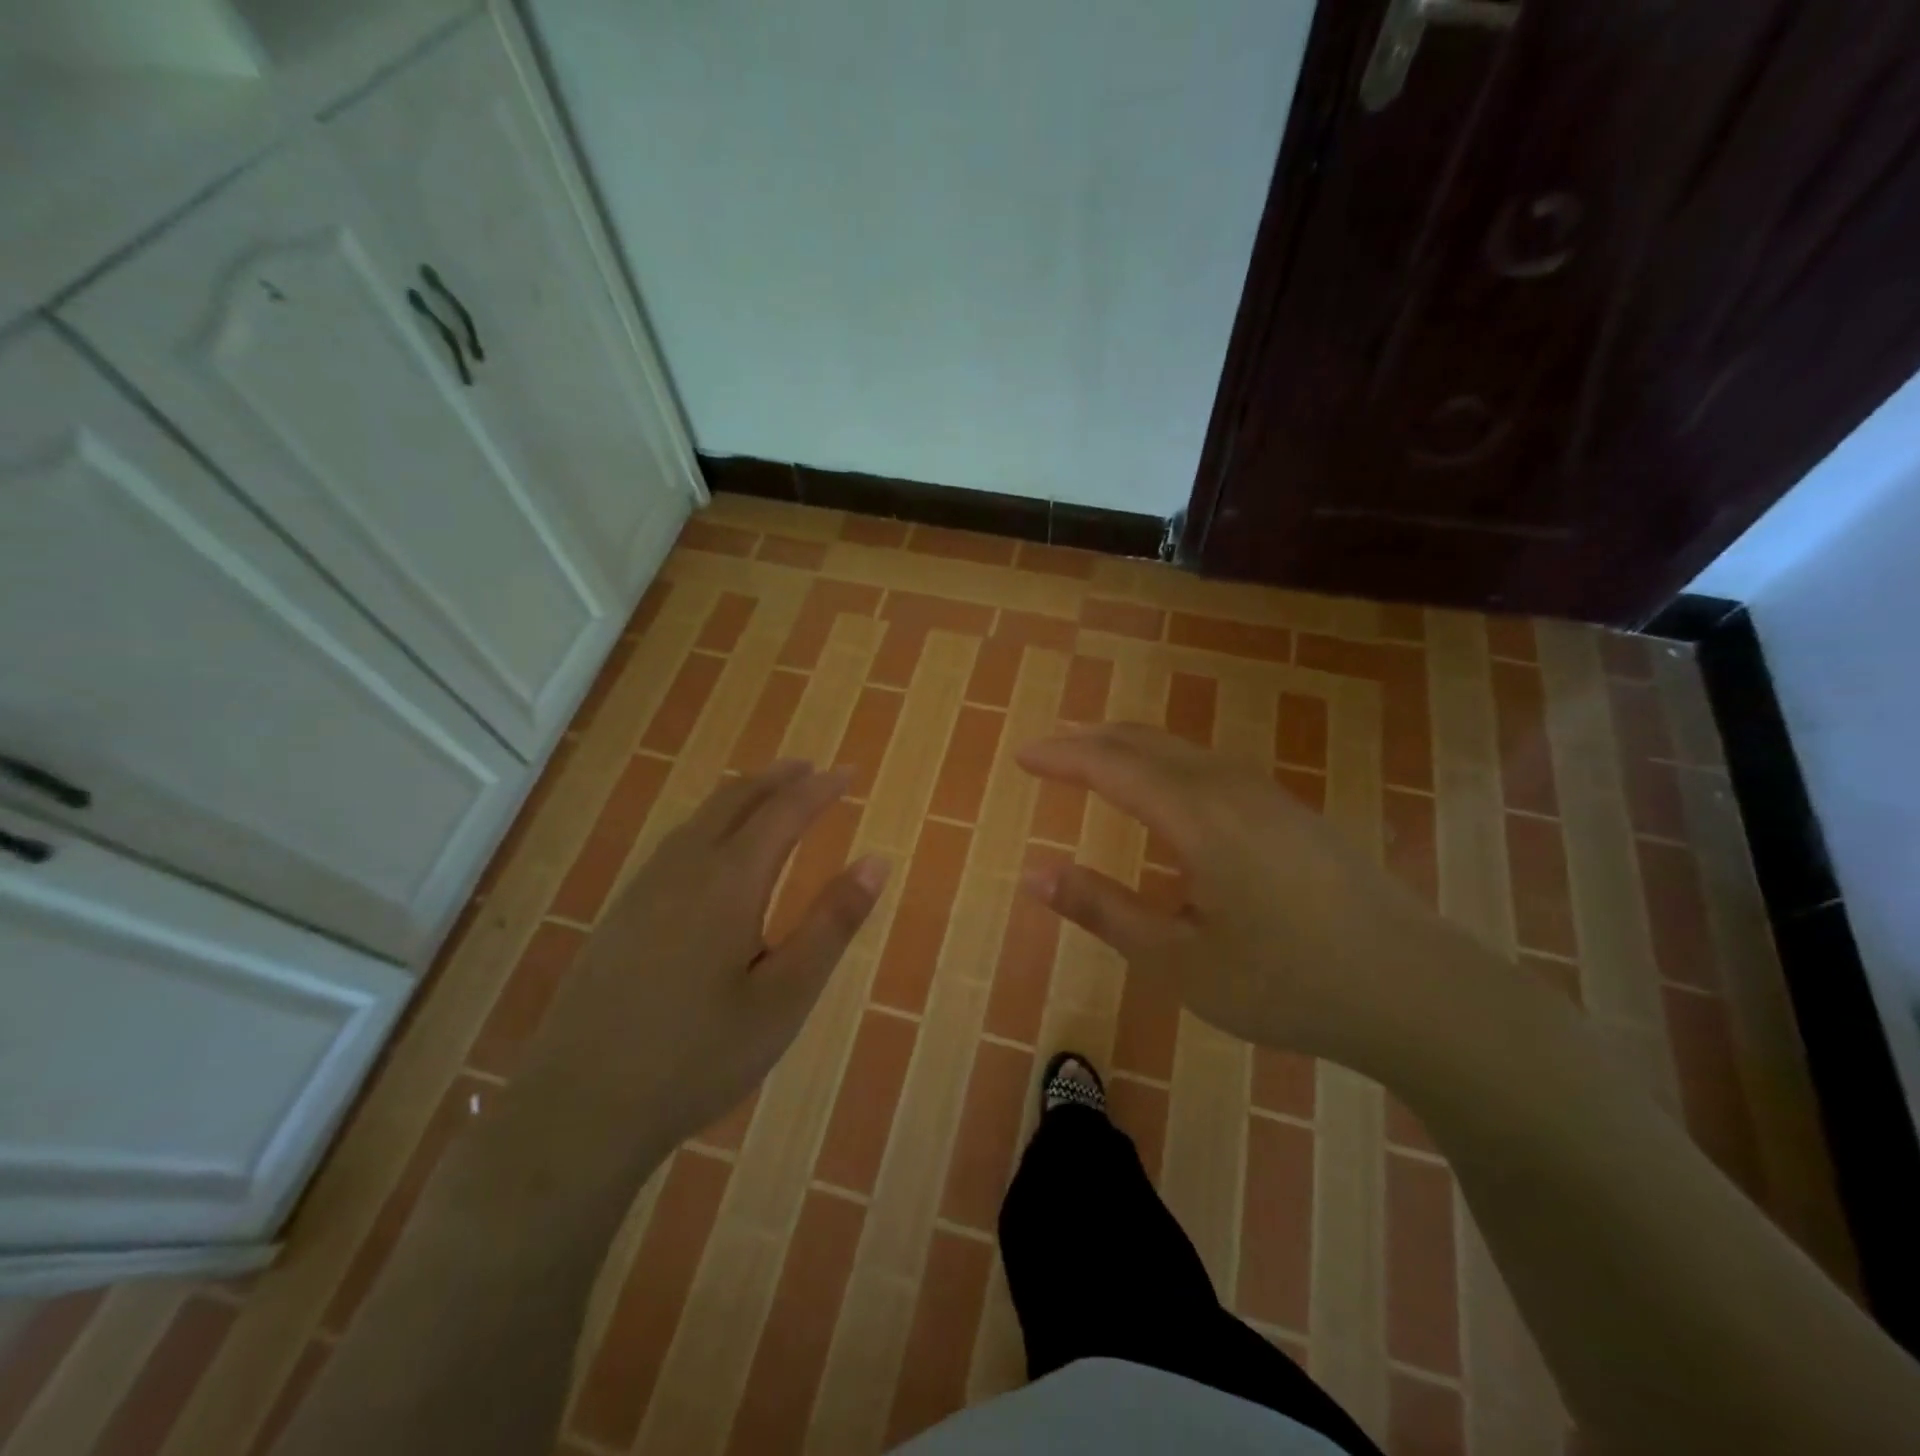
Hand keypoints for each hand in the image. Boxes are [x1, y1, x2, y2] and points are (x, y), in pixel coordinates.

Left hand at [518, 761, 888, 1154]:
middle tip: (813, 770)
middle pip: (735, 799)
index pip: (784, 812)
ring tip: (771, 794)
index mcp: (729, 882)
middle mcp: (683, 869)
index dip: (820, 788)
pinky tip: (713, 848)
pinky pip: (676, 842)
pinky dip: (711, 821)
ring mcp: (644, 889)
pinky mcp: (621, 914)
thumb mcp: (784, 997)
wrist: (578, 1109)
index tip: (850, 772)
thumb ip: (831, 924)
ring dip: (742, 795)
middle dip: (778, 778)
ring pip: (700, 817)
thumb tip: (876, 861)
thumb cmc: (698, 1057)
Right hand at [1017, 724, 1472, 1066]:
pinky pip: (1211, 767)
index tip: (1022, 756)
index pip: (1110, 765)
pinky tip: (1169, 797)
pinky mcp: (1293, 814)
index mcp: (1195, 816)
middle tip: (1049, 754)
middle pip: (1146, 741)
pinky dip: (1167, 764)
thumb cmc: (1286, 982)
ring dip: (1131, 749)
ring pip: (1182, 750)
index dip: (1061, 756)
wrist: (1418, 990)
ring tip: (1097, 766)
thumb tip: (1035, 876)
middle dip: (1090, 740)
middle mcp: (1229, 788)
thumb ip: (1103, 911)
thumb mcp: (1177, 961)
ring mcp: (1268, 796)